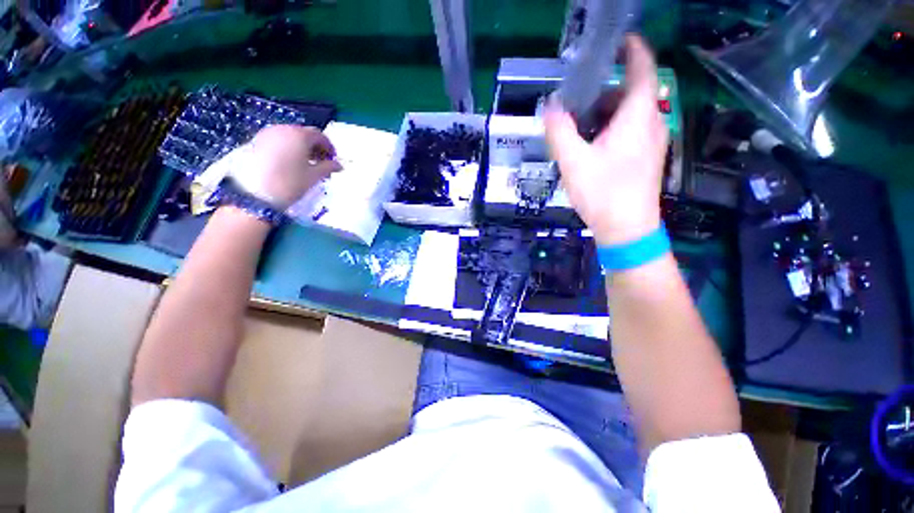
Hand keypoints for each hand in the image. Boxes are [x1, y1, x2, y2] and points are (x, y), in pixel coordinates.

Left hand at [231, 125, 341, 209]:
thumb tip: (339, 165)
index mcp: (299, 135)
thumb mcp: (313, 176)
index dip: (328, 146)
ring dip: (301, 147)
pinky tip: (290, 162)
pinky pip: (278, 140)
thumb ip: (328, 167)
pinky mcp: (256, 141)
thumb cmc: (290, 183)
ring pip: (290, 136)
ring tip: (306, 164)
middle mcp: (283, 129)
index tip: (333, 160)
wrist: (255, 194)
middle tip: (321, 162)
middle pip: (304, 133)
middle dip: (315, 146)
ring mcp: (267, 133)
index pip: (319, 135)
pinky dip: (288, 147)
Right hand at [545, 36, 668, 245]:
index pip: (643, 69)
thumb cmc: (603, 194)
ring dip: (606, 112)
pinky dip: (612, 128)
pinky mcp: (646, 158)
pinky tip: (592, 146)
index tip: (616, 41)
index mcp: (637, 117)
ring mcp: (652, 142)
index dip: (633, 49)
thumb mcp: (573, 162)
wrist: (627, 229)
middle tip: (578, 99)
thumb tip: (550, 107)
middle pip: (632, 92)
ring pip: (631, 113)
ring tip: (579, 126)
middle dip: (606, 90)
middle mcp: (651, 124)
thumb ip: (560, 131)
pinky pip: (631, 130)